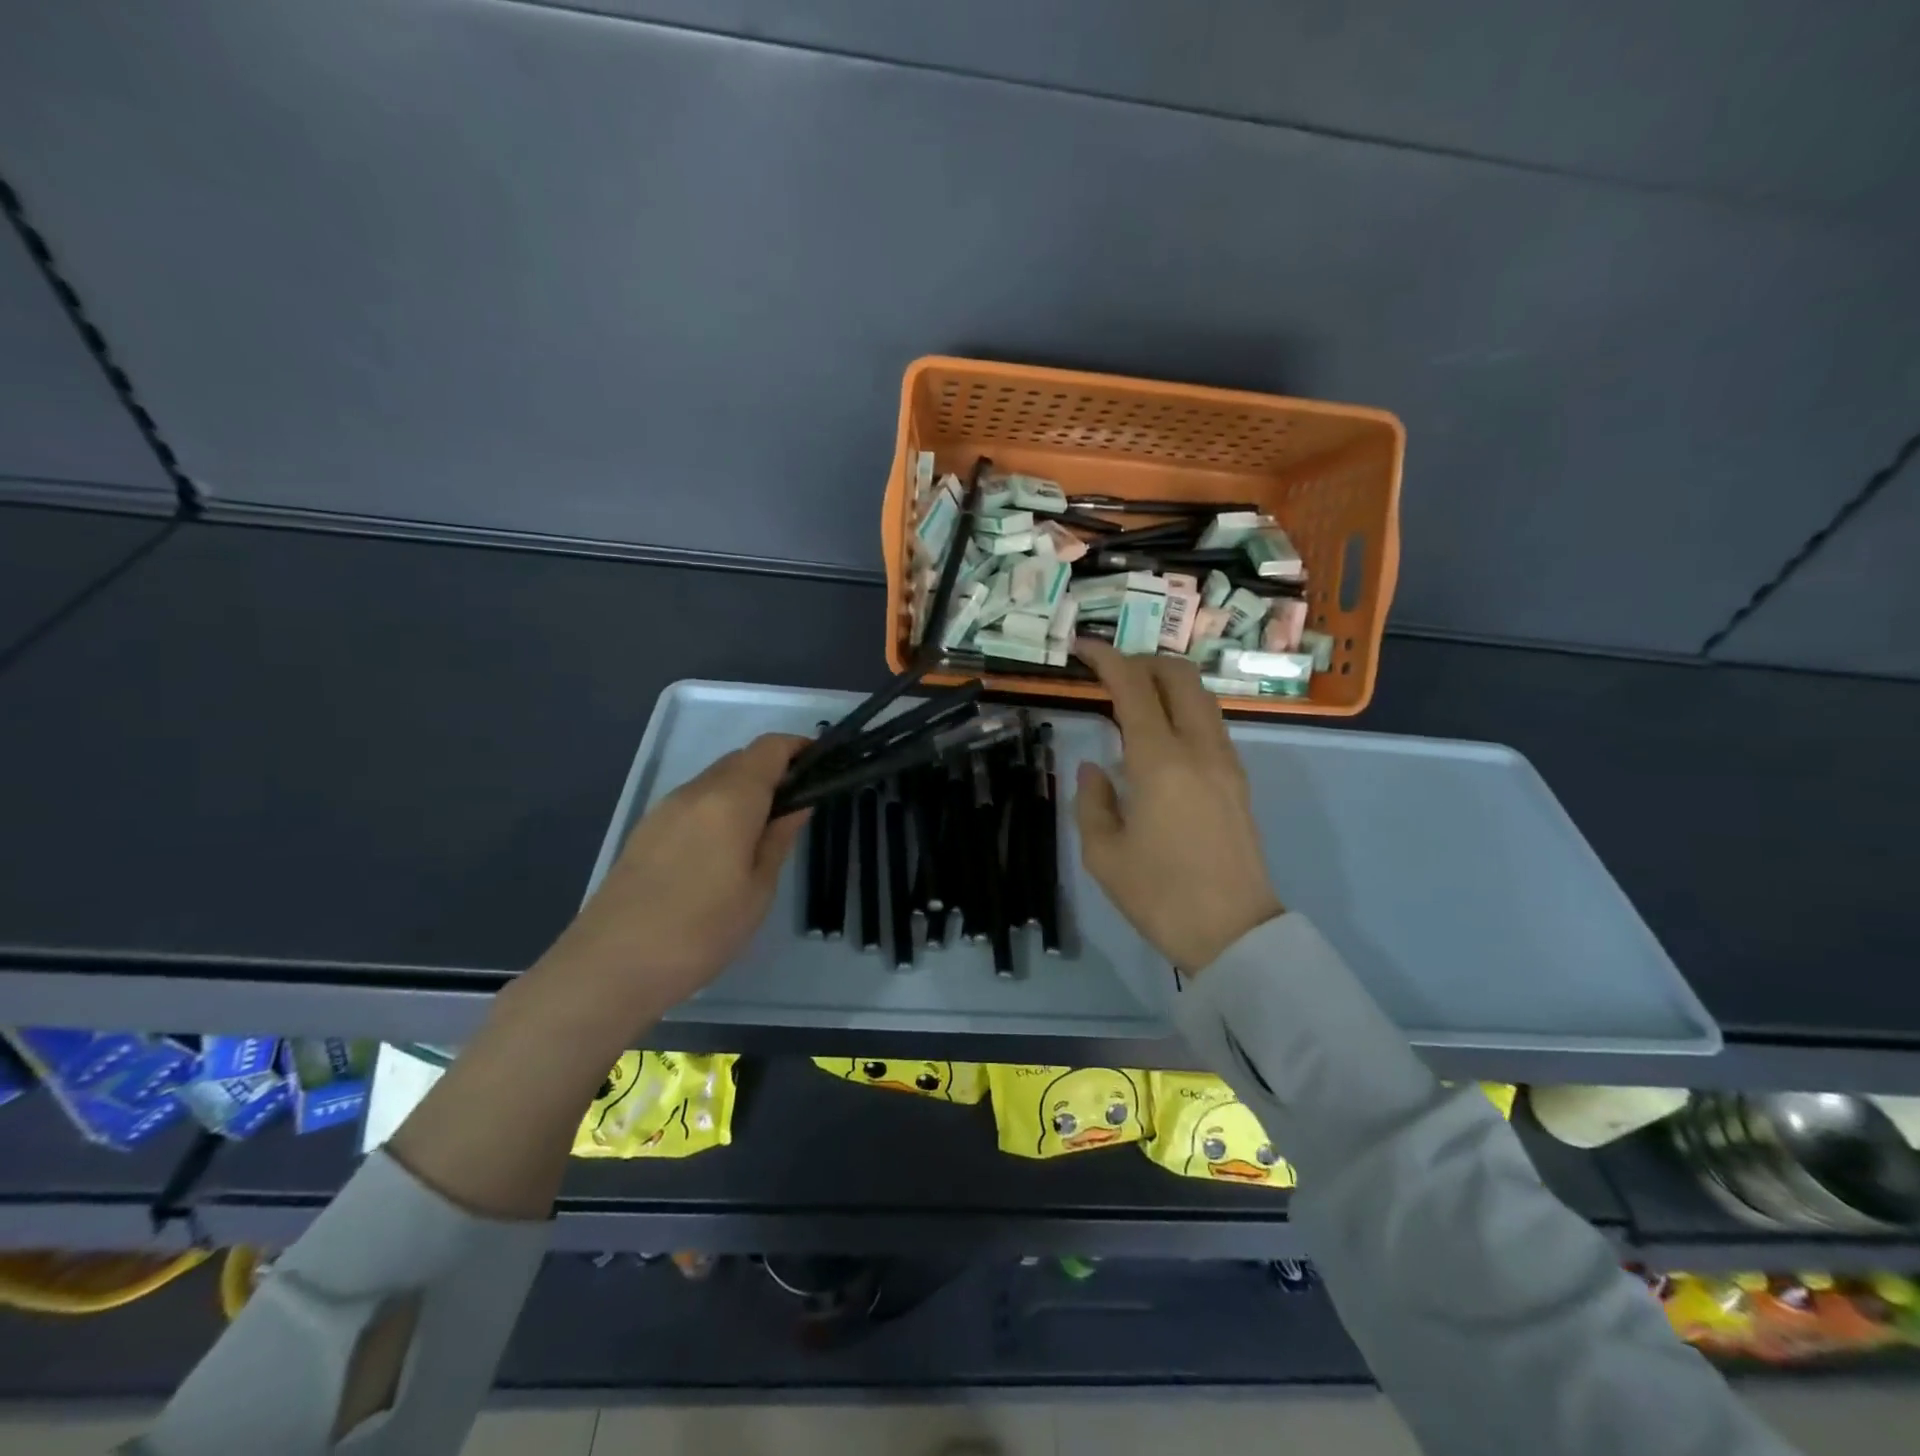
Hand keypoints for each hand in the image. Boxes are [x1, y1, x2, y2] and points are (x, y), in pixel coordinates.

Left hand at [539, 733, 810, 1024]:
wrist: (611, 966)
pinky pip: (694, 802)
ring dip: (745, 791)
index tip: (820, 769)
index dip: (798, 748)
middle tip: (795, 809)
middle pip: (741, 759)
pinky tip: (723, 850)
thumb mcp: (758, 889)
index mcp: (730, 798)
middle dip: (773, 771)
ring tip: (762, 834)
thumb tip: (797, 804)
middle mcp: (695, 791)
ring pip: (715, 780)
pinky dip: (718, 808)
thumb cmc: (701, 930)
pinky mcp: (646, 830)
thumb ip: (779, 838)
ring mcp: (665, 809)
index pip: (769, 748)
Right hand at [1074, 641, 1283, 971]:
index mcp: (1160, 761)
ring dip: (1168, 684)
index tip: (1082, 649)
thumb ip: (1092, 800)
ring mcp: (1226, 763)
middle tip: (1111, 671)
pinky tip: (1161, 737)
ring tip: (1134, 699)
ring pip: (1201, 697)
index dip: (1107, 659)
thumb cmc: (1159, 895)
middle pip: (1180, 676)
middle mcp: (1199, 749)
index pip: (1134, 687)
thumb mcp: (1103, 854)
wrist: (1234, 934)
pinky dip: (1183, 711)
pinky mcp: (1238, 782)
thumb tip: (1094, 768)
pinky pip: (1210, 725)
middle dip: (1144, 660)